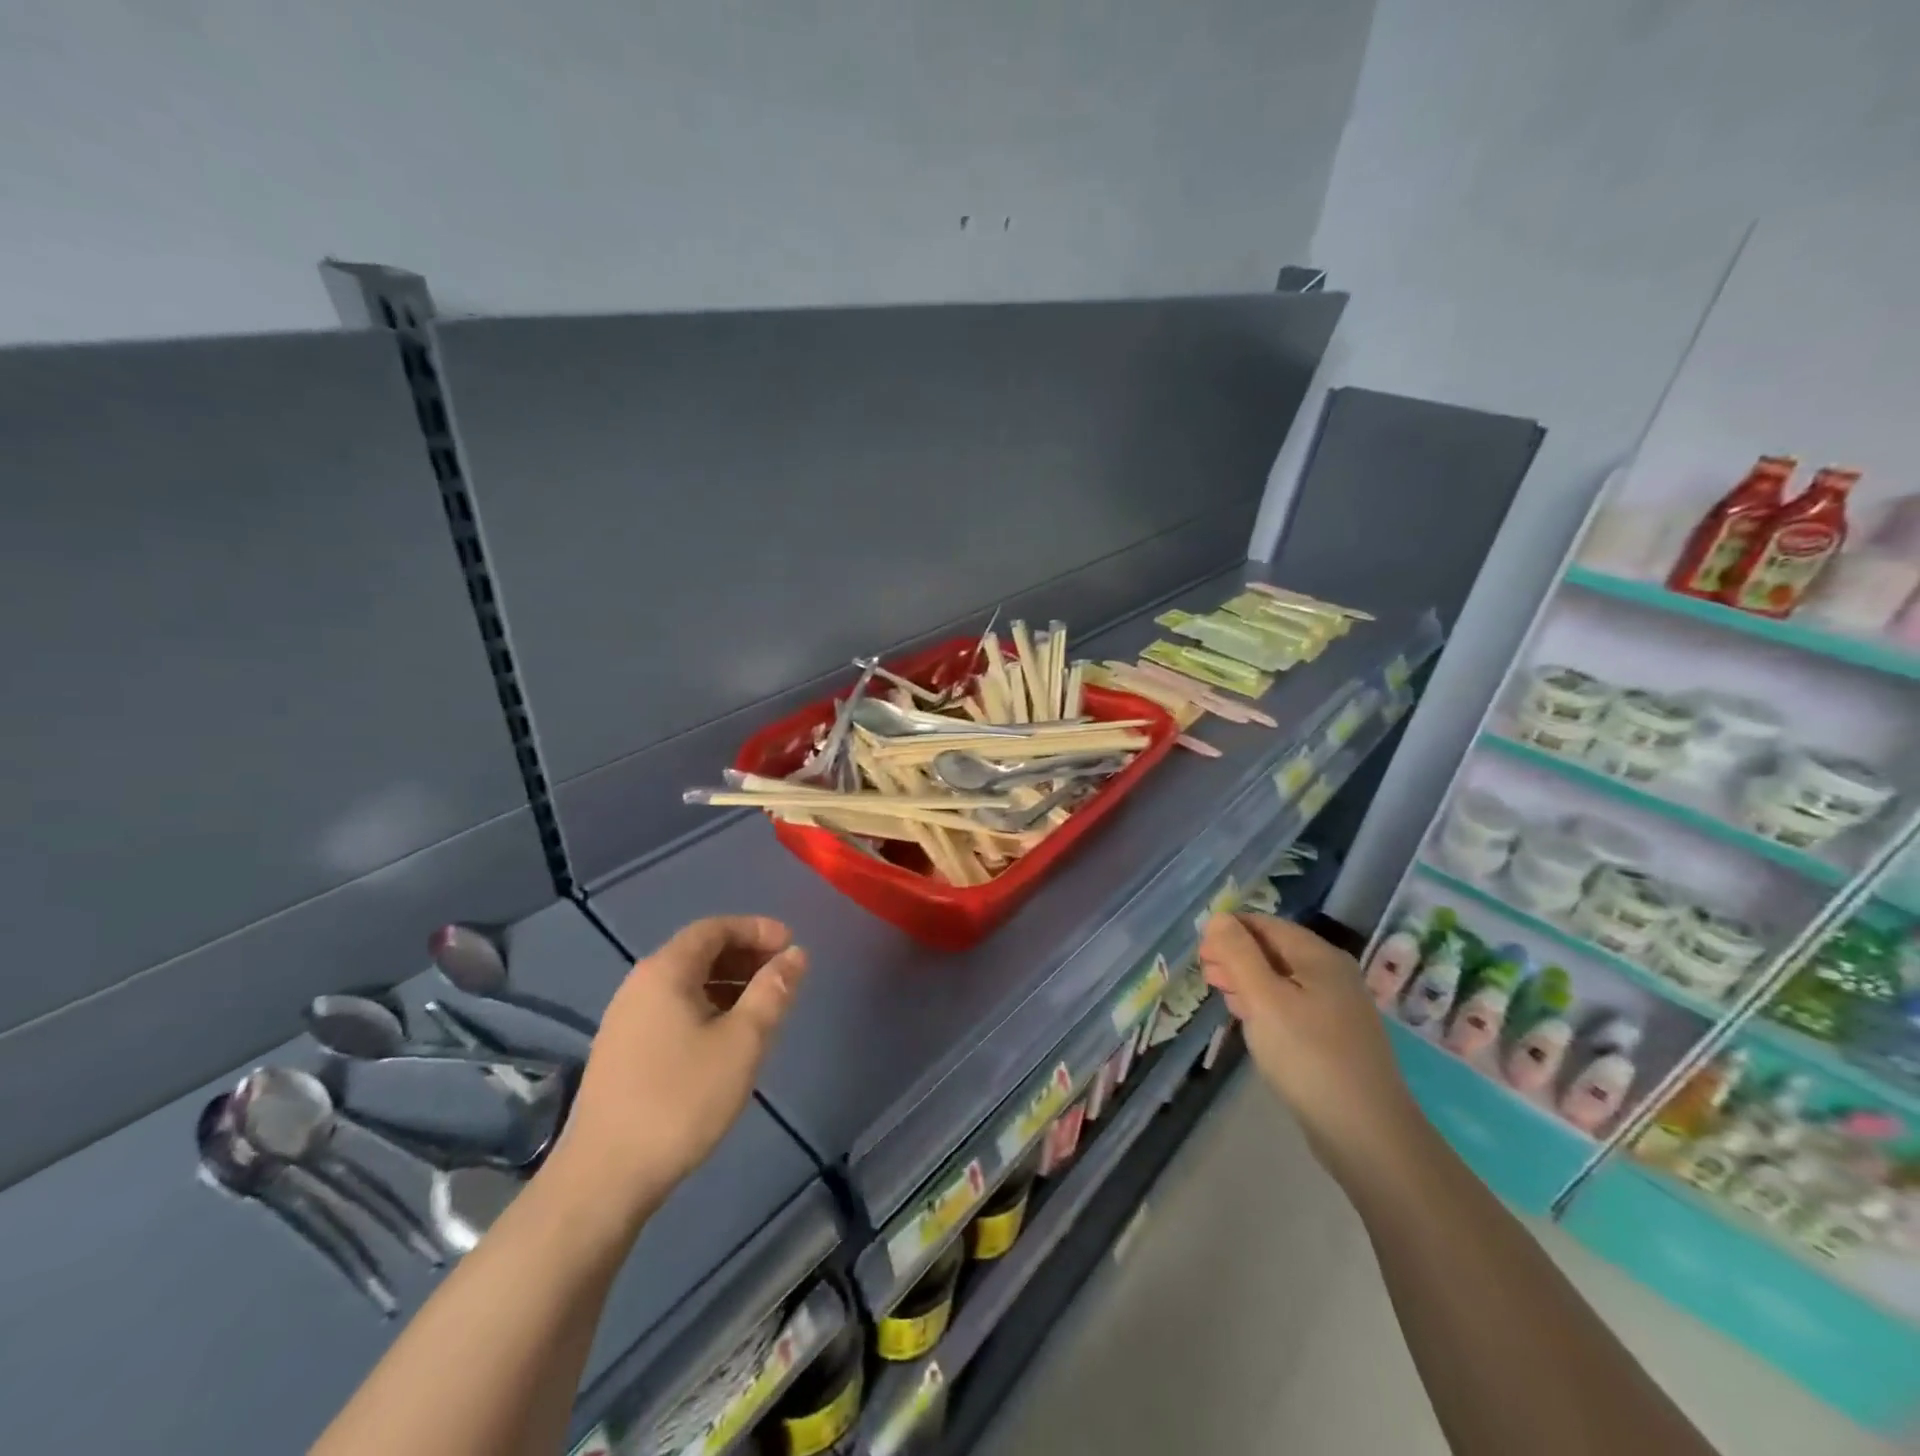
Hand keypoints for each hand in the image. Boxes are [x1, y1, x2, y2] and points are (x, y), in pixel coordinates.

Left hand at [552, 916, 808, 1212]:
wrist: (605, 1178)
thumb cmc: (681, 1100)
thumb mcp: (742, 1042)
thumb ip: (772, 992)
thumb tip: (795, 955)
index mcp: (665, 972)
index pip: (714, 928)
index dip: (756, 929)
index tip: (790, 944)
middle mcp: (639, 985)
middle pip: (698, 952)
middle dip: (744, 955)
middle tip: (782, 974)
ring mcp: (625, 1020)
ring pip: (686, 983)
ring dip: (728, 983)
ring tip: (762, 1007)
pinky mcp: (622, 1052)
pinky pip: (672, 1009)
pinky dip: (707, 1007)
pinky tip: (726, 1038)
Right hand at [1198, 913, 1422, 1185]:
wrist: (1367, 1135)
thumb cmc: (1309, 1057)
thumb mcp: (1264, 999)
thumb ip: (1238, 954)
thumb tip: (1219, 917)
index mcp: (1319, 956)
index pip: (1265, 924)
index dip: (1229, 931)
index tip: (1200, 953)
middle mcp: (1332, 974)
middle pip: (1274, 950)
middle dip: (1236, 956)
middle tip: (1205, 975)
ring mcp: (1338, 1008)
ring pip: (1282, 980)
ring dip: (1248, 981)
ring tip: (1221, 995)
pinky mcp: (1335, 1038)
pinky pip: (1292, 1006)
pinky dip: (1266, 1005)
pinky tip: (1250, 1021)